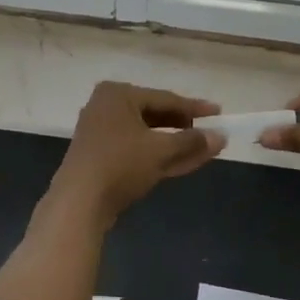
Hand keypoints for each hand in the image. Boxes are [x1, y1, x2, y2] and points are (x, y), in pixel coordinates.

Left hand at [47, 81, 224, 224]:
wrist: (78, 204)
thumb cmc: (120, 164)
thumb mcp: (160, 150)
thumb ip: (192, 141)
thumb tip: (221, 136)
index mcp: (118, 94)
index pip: (165, 98)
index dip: (195, 107)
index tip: (219, 112)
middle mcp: (107, 108)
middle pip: (155, 116)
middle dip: (185, 128)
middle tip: (211, 132)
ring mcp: (102, 134)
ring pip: (147, 137)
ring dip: (176, 145)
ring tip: (206, 150)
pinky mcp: (101, 158)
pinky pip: (137, 151)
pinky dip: (159, 156)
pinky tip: (186, 163)